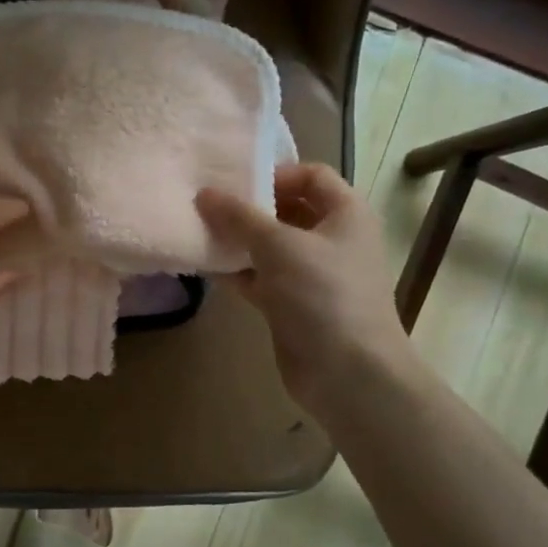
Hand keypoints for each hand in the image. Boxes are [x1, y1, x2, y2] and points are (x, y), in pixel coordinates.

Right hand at [196, 164, 416, 414]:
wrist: (348, 373)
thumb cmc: (322, 294)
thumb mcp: (278, 245)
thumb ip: (239, 216)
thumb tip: (204, 193)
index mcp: (346, 214)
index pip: (311, 176)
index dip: (275, 174)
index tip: (234, 184)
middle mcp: (333, 239)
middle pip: (287, 210)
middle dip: (249, 208)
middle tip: (207, 206)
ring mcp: (314, 275)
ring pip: (270, 247)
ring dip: (238, 241)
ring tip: (199, 232)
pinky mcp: (294, 305)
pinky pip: (262, 278)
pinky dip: (237, 272)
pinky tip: (205, 267)